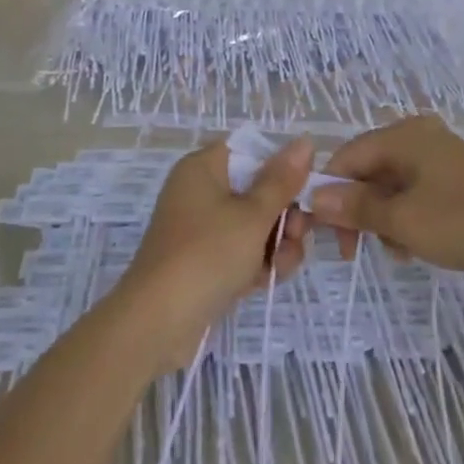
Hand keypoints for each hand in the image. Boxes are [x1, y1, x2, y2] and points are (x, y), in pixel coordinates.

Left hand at [119, 138, 312, 356]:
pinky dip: (257, 263)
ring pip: (254, 225)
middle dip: (284, 215)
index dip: (281, 168)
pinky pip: (241, 251)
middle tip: (297, 235)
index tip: (304, 192)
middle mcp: (200, 191)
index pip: (251, 151)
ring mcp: (202, 229)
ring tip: (280, 266)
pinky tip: (268, 280)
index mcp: (204, 167)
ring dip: (276, 244)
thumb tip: (305, 140)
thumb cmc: (207, 254)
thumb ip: (282, 180)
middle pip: (257, 190)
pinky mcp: (205, 261)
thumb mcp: (252, 215)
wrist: (158, 323)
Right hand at [309, 116, 463, 283]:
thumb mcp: (403, 220)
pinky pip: (415, 194)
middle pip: (369, 170)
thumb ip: (356, 207)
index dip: (330, 191)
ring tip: (394, 251)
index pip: (348, 156)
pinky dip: (406, 218)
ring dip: (383, 219)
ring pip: (391, 186)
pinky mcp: (457, 180)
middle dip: (358, 209)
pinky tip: (412, 247)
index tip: (324, 232)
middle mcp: (420, 137)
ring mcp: (441, 157)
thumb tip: (314, 198)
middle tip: (352, 250)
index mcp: (404, 135)